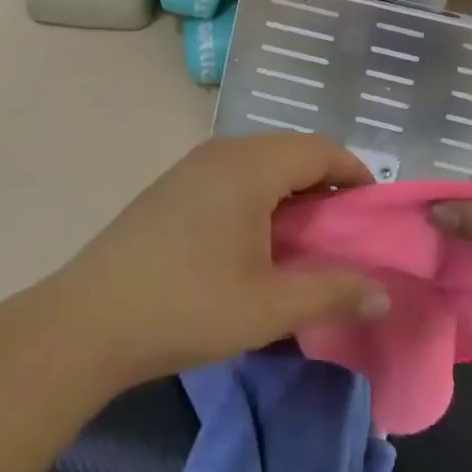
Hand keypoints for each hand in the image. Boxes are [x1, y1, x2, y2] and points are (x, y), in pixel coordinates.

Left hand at [42, 135, 390, 391]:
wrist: (86, 322)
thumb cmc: (186, 306)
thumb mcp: (268, 307)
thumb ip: (333, 292)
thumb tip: (385, 294)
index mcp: (250, 165)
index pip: (321, 149)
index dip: (355, 175)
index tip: (374, 213)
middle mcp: (223, 150)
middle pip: (292, 151)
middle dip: (326, 184)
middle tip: (343, 232)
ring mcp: (193, 165)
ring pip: (262, 162)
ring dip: (292, 191)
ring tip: (304, 240)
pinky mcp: (173, 185)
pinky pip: (234, 174)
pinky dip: (260, 195)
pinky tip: (255, 240)